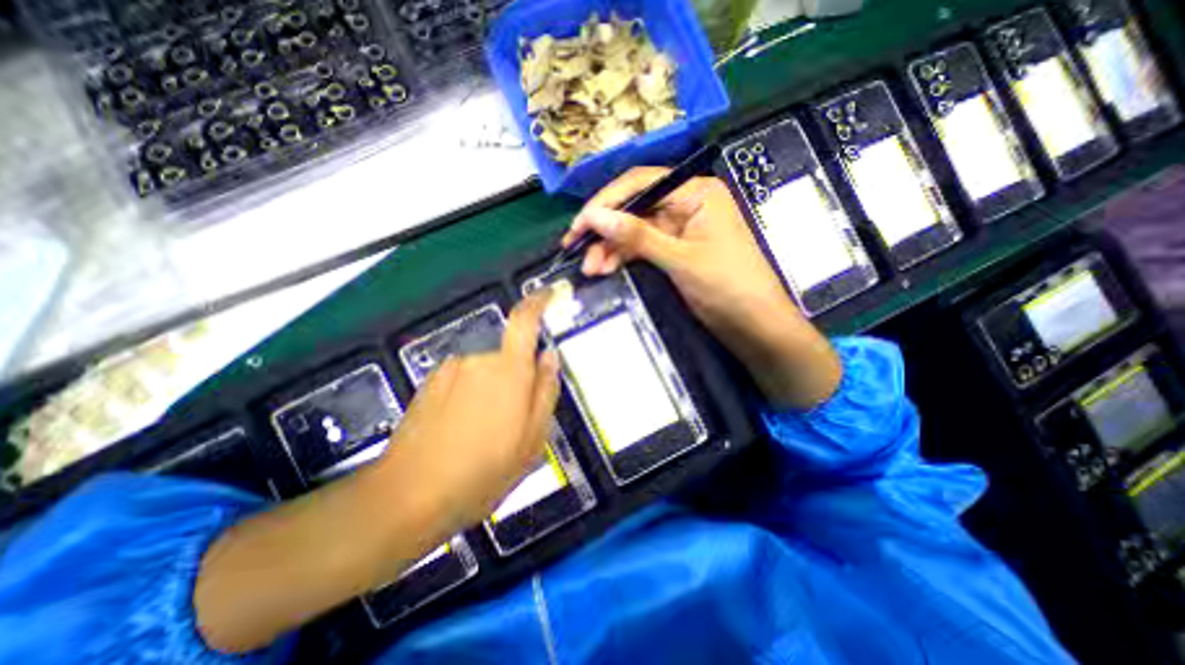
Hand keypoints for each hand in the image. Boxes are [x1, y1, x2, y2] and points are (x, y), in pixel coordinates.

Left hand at [196, 290, 560, 653]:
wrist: (409, 495)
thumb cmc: (483, 471)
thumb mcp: (533, 439)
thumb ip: (546, 391)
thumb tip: (549, 357)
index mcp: (508, 371)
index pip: (524, 320)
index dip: (538, 302)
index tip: (549, 294)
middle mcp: (478, 360)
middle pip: (508, 356)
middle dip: (517, 379)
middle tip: (515, 422)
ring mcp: (450, 370)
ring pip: (486, 371)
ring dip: (493, 393)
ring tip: (485, 434)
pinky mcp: (431, 382)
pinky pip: (464, 380)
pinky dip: (470, 398)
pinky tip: (461, 432)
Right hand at [566, 167, 836, 407]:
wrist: (754, 325)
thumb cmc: (726, 285)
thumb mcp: (679, 258)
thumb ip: (636, 235)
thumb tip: (594, 216)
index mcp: (696, 192)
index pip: (641, 184)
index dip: (606, 201)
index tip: (580, 223)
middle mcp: (686, 204)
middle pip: (634, 208)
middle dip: (605, 230)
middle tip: (576, 249)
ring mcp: (679, 229)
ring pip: (634, 230)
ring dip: (611, 247)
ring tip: (591, 269)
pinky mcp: (674, 251)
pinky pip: (642, 248)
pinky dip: (623, 257)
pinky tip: (606, 269)